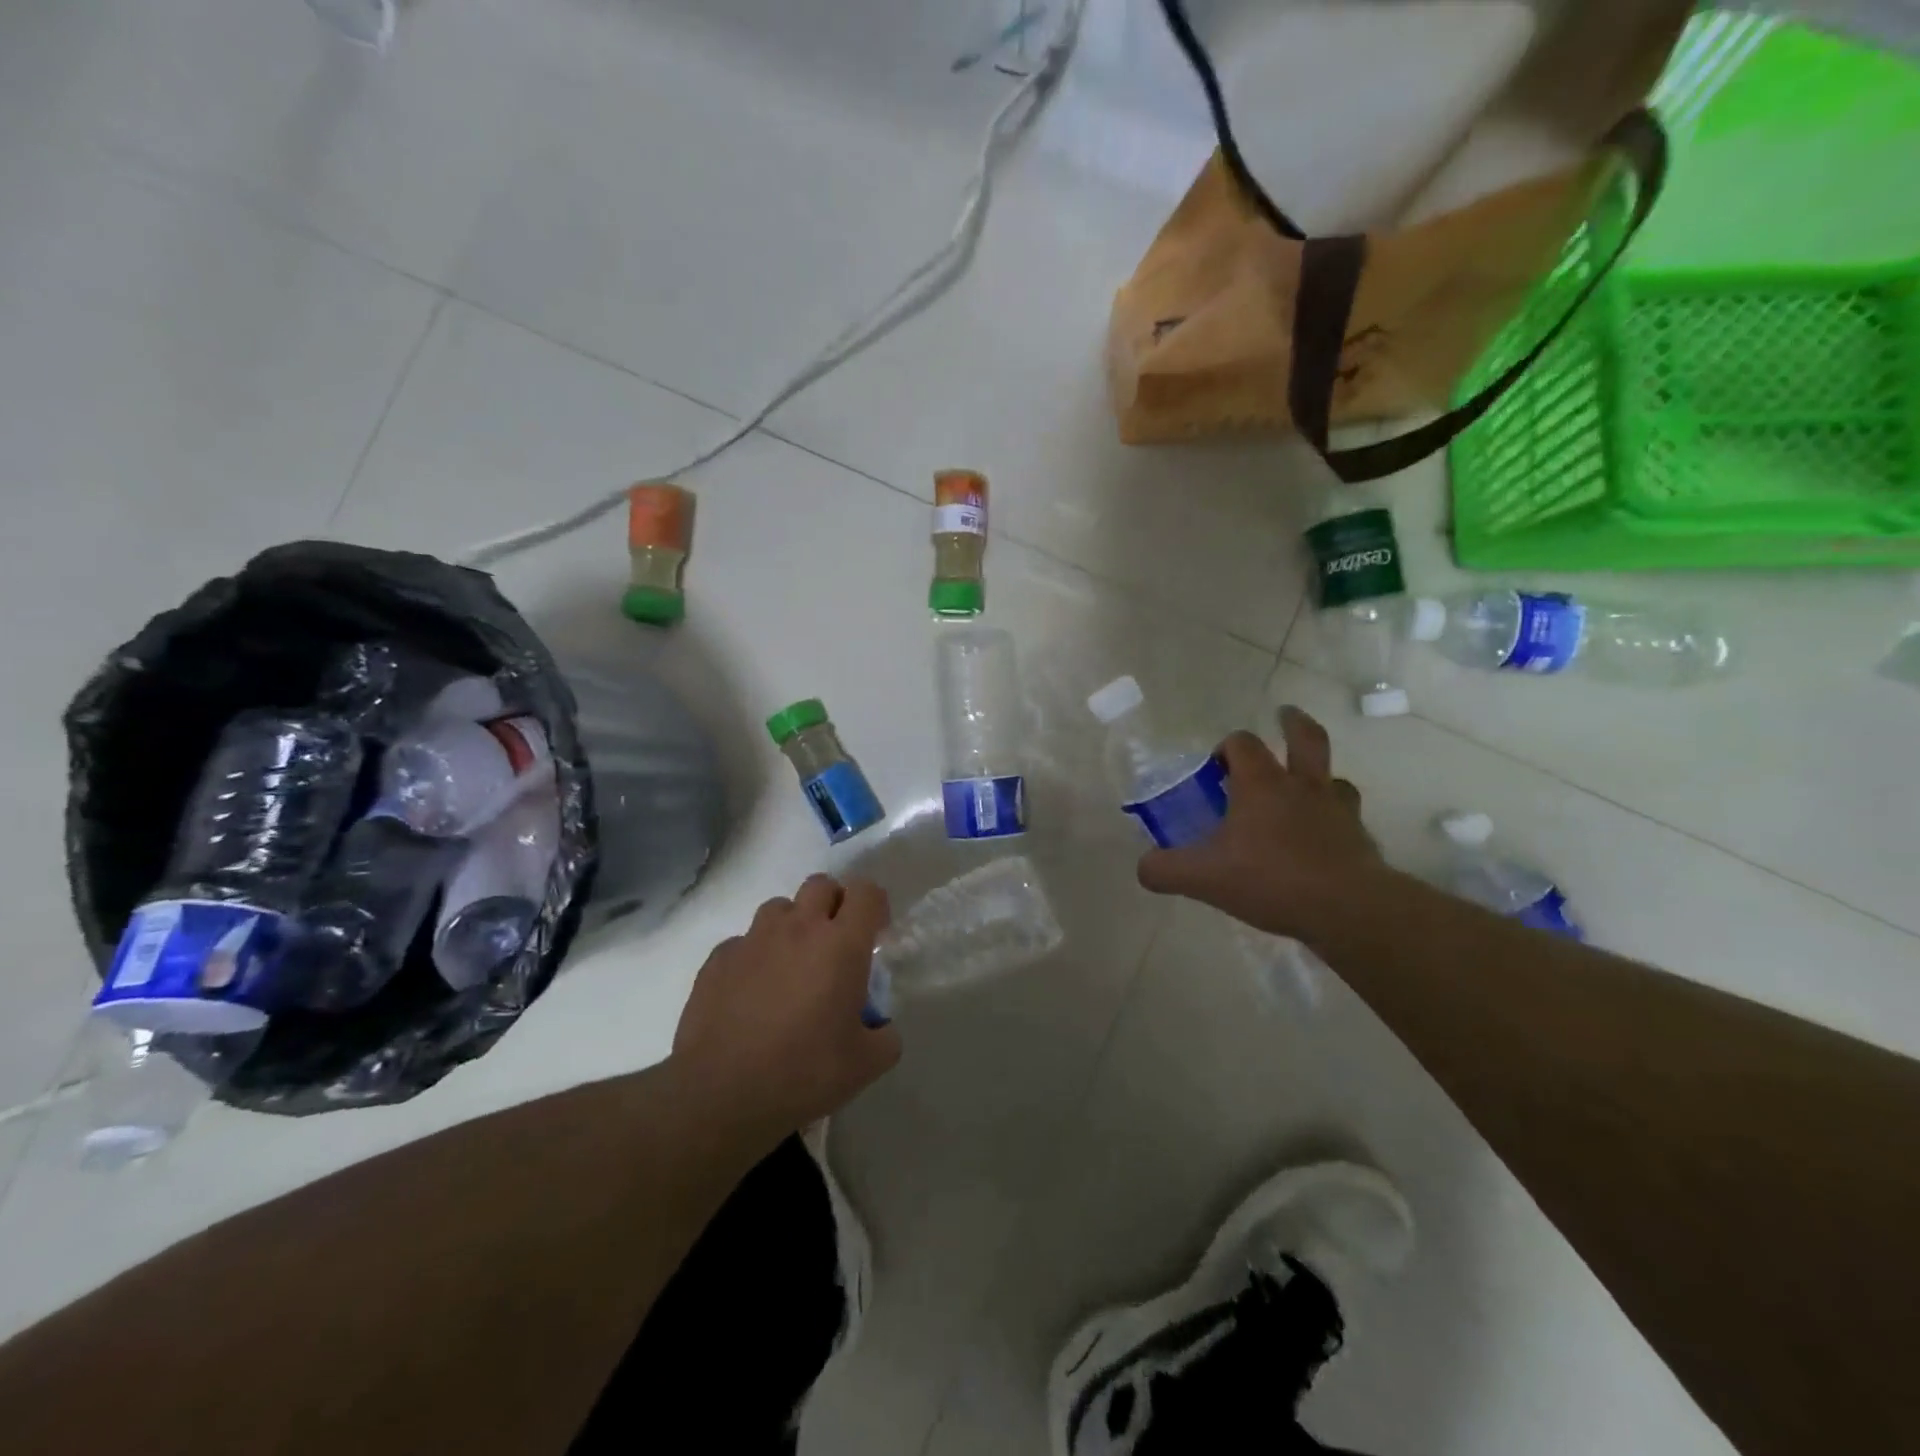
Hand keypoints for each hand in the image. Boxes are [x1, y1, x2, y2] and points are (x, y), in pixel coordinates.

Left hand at [671, 874, 901, 1147]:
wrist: (721, 1094)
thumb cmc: (803, 1073)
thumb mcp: (866, 1065)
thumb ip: (886, 1036)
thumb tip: (881, 1027)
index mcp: (841, 945)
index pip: (866, 892)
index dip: (875, 905)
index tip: (875, 933)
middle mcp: (798, 928)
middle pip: (821, 885)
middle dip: (834, 904)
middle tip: (836, 943)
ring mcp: (753, 940)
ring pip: (780, 908)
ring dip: (793, 926)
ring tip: (792, 966)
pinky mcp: (718, 959)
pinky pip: (743, 942)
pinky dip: (755, 956)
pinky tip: (753, 993)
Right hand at [1137, 707, 1384, 940]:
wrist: (1346, 908)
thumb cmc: (1270, 879)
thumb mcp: (1203, 878)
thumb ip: (1165, 869)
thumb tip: (1144, 867)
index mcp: (1261, 784)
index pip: (1242, 743)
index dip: (1226, 747)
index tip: (1215, 768)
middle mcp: (1302, 786)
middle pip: (1305, 738)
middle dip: (1292, 724)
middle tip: (1284, 716)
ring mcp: (1337, 810)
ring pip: (1333, 777)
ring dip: (1319, 775)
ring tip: (1307, 786)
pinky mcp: (1360, 838)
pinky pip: (1348, 817)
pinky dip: (1335, 819)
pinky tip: (1324, 838)